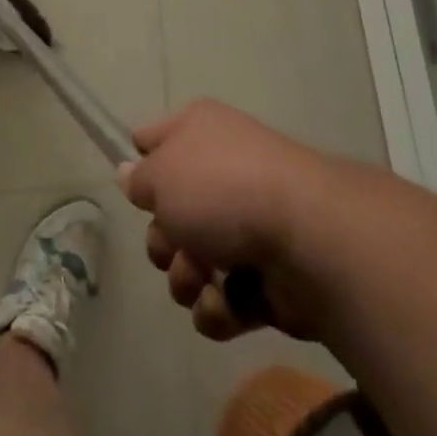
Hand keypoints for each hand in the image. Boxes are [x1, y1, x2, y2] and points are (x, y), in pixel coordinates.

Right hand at [121, 100, 347, 341]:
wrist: (306, 236)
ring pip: (192, 259)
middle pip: (169, 212)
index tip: (136, 192)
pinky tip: (228, 301)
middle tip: (173, 245)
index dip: (139, 165)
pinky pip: (224, 296)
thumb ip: (139, 179)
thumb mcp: (161, 175)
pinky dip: (220, 306)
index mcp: (198, 129)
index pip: (153, 139)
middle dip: (163, 240)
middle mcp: (220, 169)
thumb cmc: (221, 189)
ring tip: (202, 278)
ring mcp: (245, 223)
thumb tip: (130, 174)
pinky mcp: (267, 274)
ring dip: (187, 278)